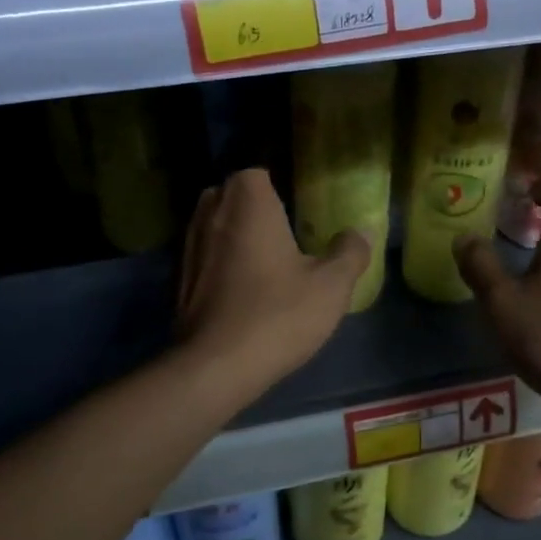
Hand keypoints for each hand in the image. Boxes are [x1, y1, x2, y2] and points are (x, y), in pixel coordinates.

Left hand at [177, 168, 368, 396]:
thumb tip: (362, 231)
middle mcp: (211, 212)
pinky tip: (243, 290)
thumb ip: (350, 252)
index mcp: (248, 201)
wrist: (216, 367)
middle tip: (286, 234)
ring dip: (236, 236)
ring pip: (215, 226)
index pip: (258, 172)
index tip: (298, 210)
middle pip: (233, 196)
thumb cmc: (278, 314)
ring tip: (266, 263)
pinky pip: (205, 257)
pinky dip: (220, 264)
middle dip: (255, 209)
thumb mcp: (331, 285)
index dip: (278, 186)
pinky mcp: (178, 279)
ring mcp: (188, 246)